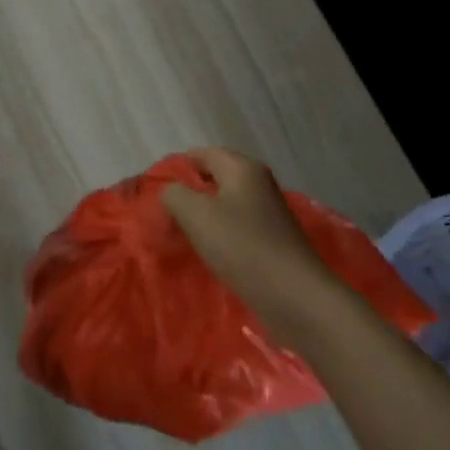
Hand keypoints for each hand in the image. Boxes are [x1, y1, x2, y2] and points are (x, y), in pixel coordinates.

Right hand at [161, 148, 339, 329]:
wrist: (293, 295)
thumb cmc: (242, 246)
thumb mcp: (195, 214)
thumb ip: (174, 194)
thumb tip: (172, 192)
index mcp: (243, 168)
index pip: (204, 153)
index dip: (179, 166)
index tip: (156, 188)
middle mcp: (259, 183)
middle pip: (217, 177)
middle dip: (191, 192)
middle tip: (166, 212)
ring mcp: (269, 212)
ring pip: (227, 204)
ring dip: (205, 215)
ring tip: (183, 233)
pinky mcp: (273, 240)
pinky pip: (238, 227)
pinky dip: (221, 234)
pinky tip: (210, 252)